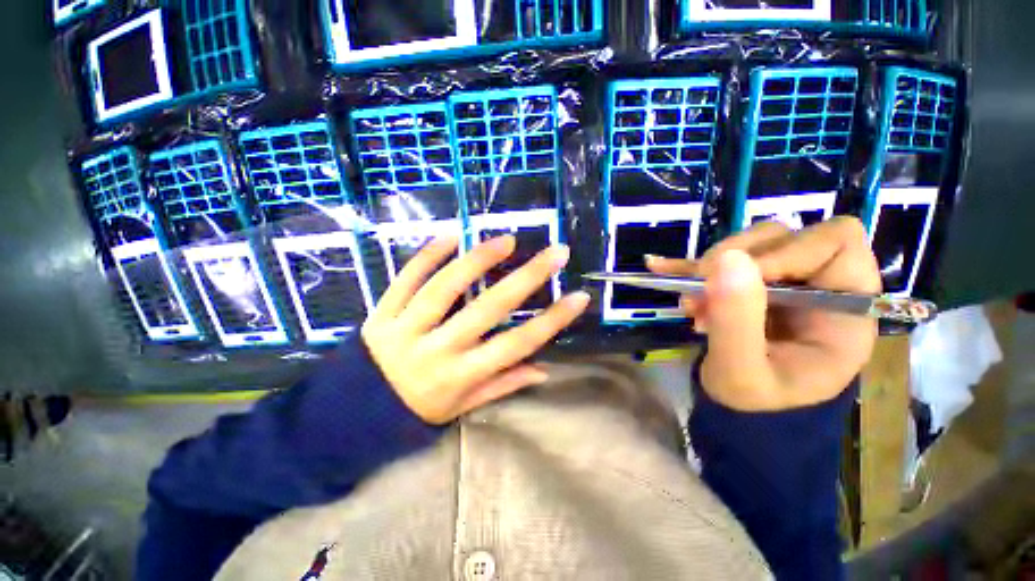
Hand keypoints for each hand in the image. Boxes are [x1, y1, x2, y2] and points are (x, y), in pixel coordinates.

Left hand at [362, 236, 590, 423]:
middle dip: (527, 278)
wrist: (353, 414)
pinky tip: (452, 236)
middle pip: (488, 309)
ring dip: (478, 259)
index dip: (551, 321)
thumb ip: (502, 386)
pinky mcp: (381, 313)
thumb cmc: (417, 412)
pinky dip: (428, 255)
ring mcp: (405, 328)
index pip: (515, 346)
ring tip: (507, 240)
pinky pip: (405, 278)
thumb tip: (544, 370)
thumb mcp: (462, 407)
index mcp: (460, 377)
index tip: (578, 297)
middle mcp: (437, 351)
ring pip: (445, 287)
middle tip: (554, 253)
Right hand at [647, 217, 880, 411]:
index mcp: (844, 309)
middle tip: (700, 292)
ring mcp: (784, 281)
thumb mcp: (742, 372)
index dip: (784, 252)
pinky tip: (660, 268)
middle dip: (734, 259)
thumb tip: (727, 259)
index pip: (835, 242)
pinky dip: (689, 265)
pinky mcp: (752, 284)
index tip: (736, 279)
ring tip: (691, 304)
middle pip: (786, 236)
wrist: (743, 414)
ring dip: (711, 268)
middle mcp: (820, 286)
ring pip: (751, 243)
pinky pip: (722, 261)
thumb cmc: (753, 403)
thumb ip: (738, 320)